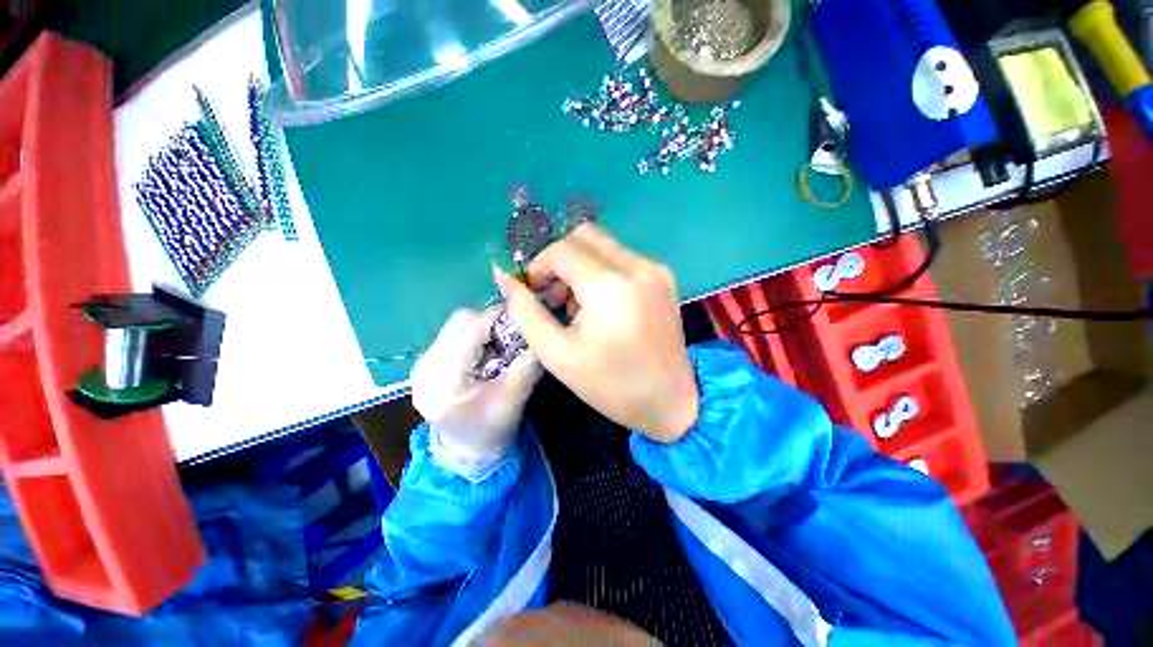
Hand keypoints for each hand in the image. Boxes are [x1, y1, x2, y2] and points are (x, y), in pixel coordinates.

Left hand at [411, 308, 541, 463]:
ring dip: (483, 327)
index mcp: (442, 379)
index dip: (500, 317)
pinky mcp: (428, 362)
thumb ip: (527, 366)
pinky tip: (487, 352)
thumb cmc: (490, 429)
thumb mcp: (513, 400)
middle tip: (514, 333)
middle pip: (461, 321)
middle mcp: (424, 365)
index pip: (471, 330)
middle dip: (491, 321)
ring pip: (457, 324)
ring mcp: (422, 363)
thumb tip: (539, 334)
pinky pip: (454, 334)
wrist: (467, 452)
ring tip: (501, 344)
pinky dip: (475, 335)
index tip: (525, 315)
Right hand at [494, 224, 698, 442]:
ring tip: (580, 306)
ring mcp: (655, 268)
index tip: (534, 292)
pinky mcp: (664, 276)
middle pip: (584, 236)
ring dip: (581, 266)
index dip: (539, 266)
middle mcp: (636, 266)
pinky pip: (622, 258)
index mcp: (609, 286)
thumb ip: (525, 310)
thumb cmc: (609, 384)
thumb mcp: (556, 353)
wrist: (669, 402)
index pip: (561, 250)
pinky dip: (603, 271)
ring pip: (603, 244)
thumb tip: (503, 276)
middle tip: (556, 297)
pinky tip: (604, 305)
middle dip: (560, 261)